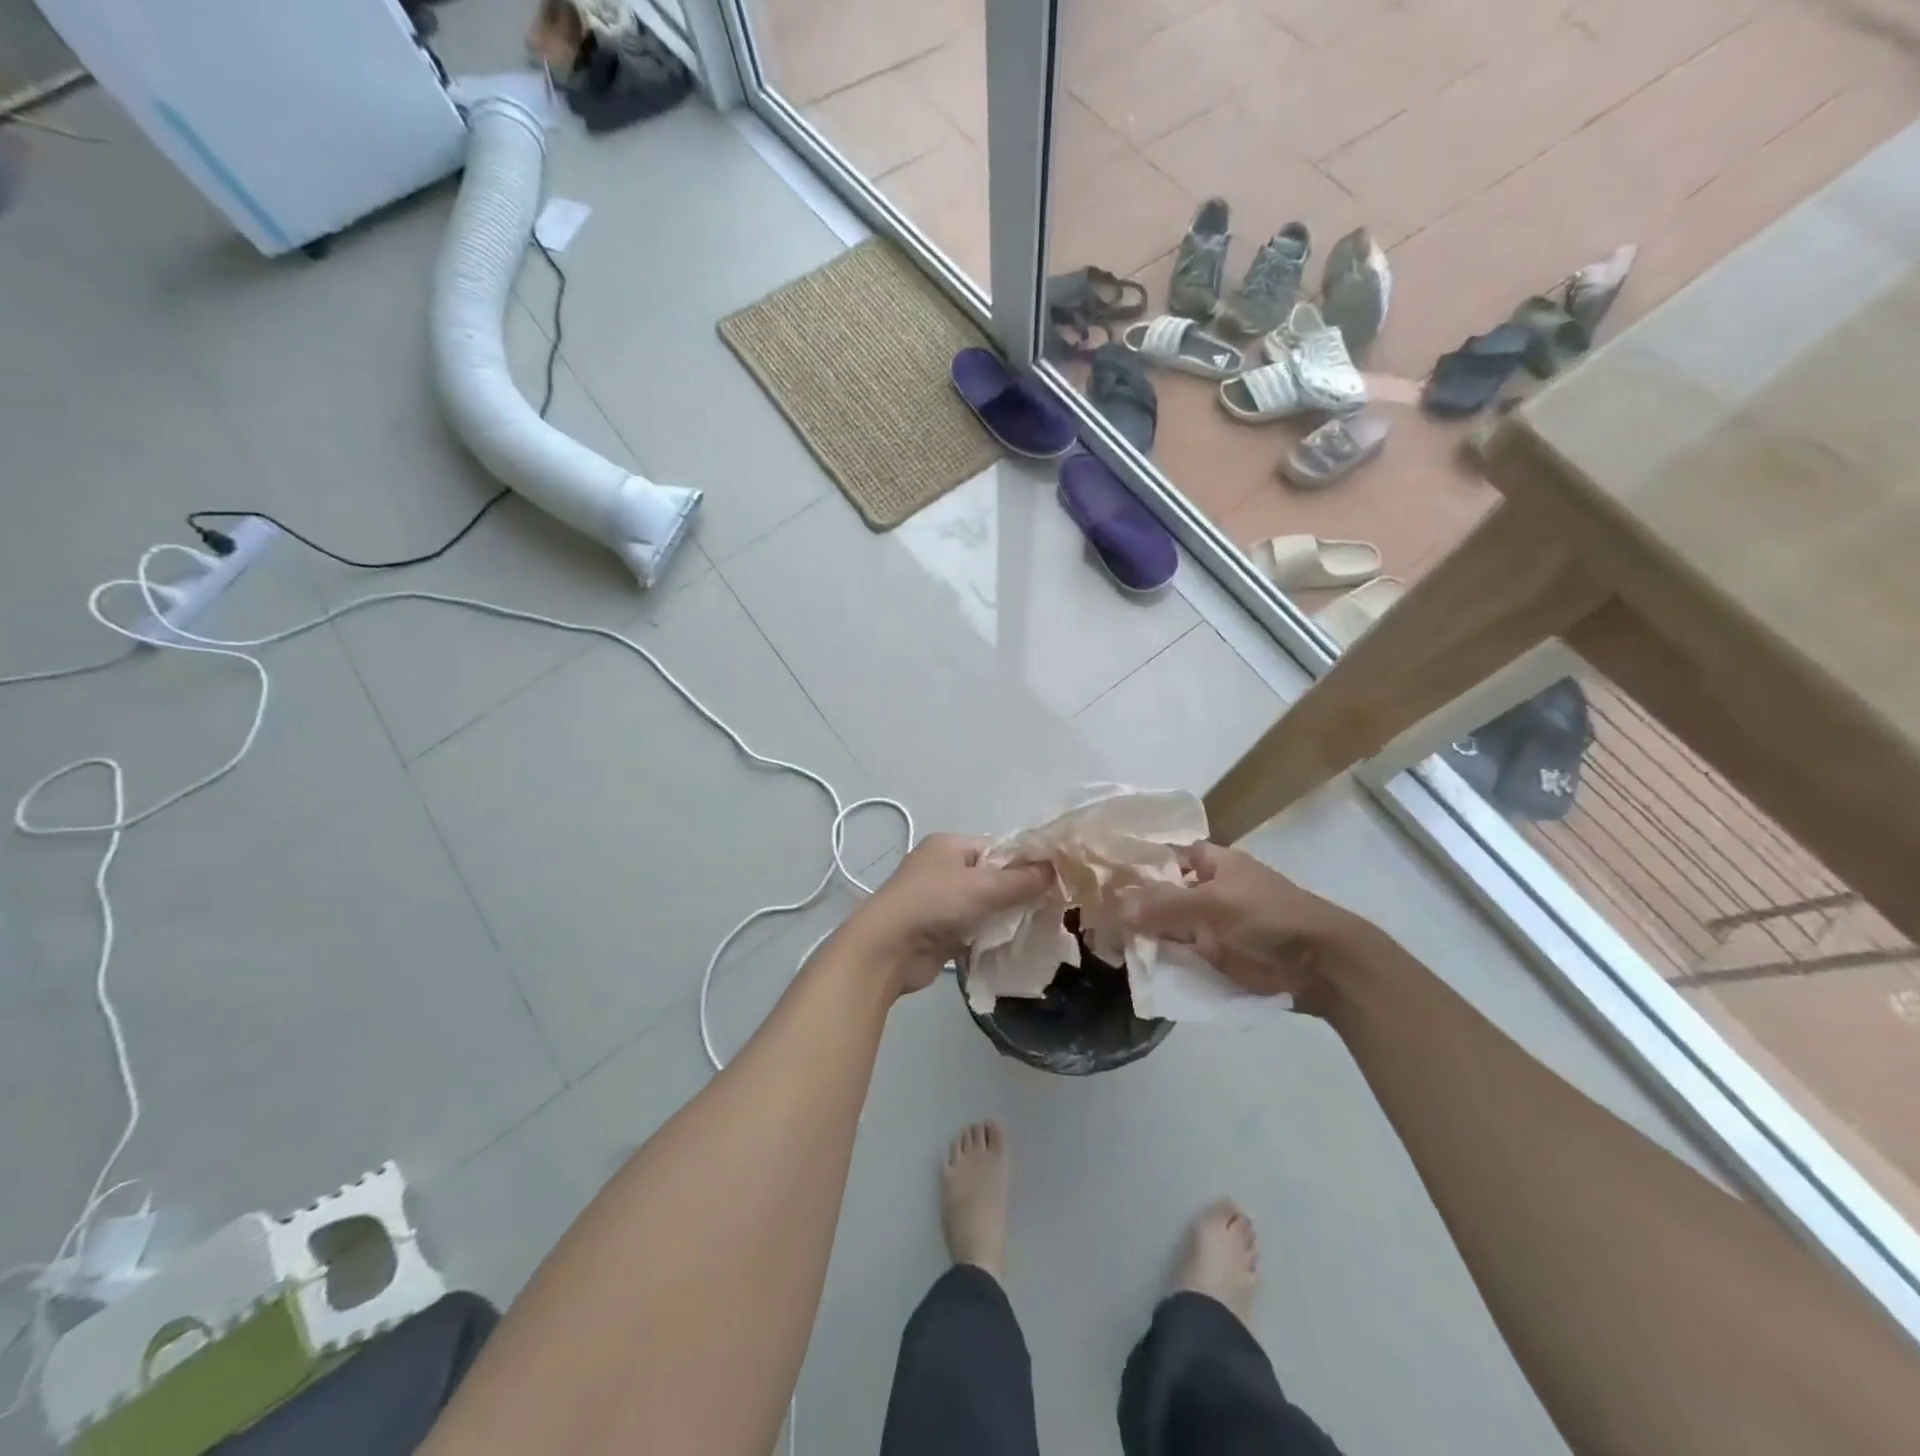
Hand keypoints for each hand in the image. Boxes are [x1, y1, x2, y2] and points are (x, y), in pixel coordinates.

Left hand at [844, 834, 1053, 995]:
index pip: (997, 848)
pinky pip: (972, 928)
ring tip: (1037, 927)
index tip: (1054, 881)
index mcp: (949, 845)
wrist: (887, 949)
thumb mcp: (983, 886)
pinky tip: (1012, 945)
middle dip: (1017, 892)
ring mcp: (938, 900)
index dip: (1025, 863)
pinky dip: (989, 935)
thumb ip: (1021, 880)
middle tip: (1050, 908)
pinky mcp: (938, 930)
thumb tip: (1055, 869)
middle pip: (991, 877)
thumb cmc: (935, 904)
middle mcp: (942, 868)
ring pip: (983, 905)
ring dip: (1004, 917)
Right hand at [1119, 843, 1379, 1015]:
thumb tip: (1116, 907)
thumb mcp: (1212, 905)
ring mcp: (1214, 925)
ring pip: (1170, 927)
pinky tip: (1134, 967)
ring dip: (1145, 936)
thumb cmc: (1268, 918)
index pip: (1167, 856)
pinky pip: (1182, 955)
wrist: (1321, 966)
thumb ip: (1163, 905)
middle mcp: (1210, 890)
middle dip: (1134, 905)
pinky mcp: (1219, 957)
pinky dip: (1162, 960)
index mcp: (1213, 864)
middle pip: (1163, 894)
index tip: (1102, 875)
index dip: (1139, 863)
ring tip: (1104, 944)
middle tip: (1094, 916)